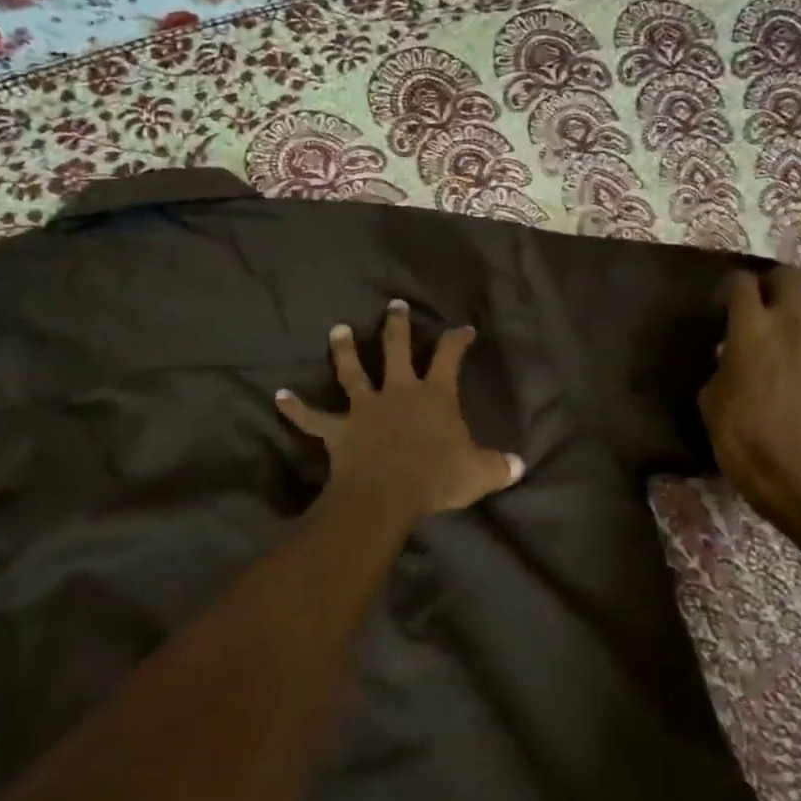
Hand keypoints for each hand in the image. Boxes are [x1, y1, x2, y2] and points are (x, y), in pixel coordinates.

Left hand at [277, 300, 524, 528]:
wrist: (386, 496)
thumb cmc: (436, 479)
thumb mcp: (479, 474)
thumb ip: (501, 467)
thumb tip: (521, 465)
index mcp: (434, 395)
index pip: (449, 357)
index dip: (457, 340)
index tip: (464, 328)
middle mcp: (398, 392)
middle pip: (396, 349)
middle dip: (397, 326)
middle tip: (394, 305)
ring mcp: (365, 408)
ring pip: (352, 371)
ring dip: (344, 350)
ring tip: (338, 329)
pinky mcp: (339, 430)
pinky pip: (313, 418)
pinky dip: (296, 409)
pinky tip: (279, 396)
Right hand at [698, 267, 800, 529]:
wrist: (793, 471)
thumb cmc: (741, 436)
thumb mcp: (711, 399)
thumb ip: (721, 367)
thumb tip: (730, 356)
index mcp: (750, 327)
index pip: (741, 281)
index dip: (730, 287)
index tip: (723, 306)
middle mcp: (791, 321)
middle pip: (790, 274)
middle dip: (776, 281)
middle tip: (768, 300)